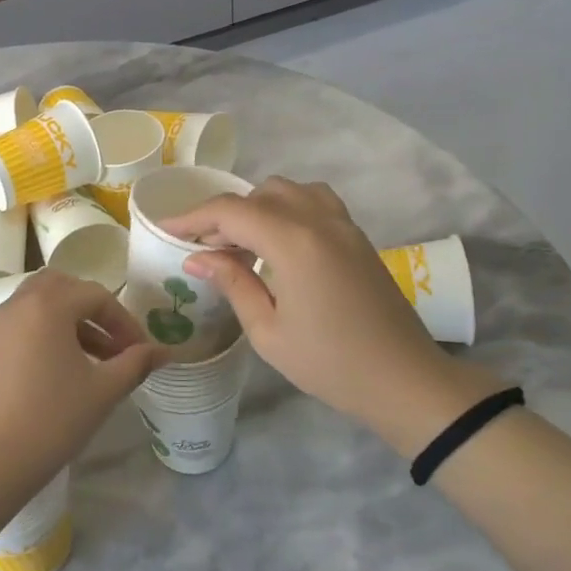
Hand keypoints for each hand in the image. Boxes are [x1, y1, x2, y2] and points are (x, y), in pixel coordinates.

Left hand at [0, 272, 167, 500]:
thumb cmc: (52, 419)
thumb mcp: (103, 390)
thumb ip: (135, 363)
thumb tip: (164, 351)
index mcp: (49, 304)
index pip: (97, 295)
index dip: (125, 321)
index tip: (141, 351)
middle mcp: (20, 303)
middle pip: (64, 287)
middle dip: (94, 309)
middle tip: (115, 342)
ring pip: (41, 302)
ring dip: (71, 318)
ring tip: (95, 357)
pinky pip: (24, 320)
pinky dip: (48, 329)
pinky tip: (64, 367)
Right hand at [160, 178, 505, 454]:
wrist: (404, 380)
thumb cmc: (330, 364)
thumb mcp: (268, 332)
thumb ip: (232, 283)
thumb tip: (196, 257)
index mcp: (293, 243)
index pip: (231, 211)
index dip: (193, 217)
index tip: (166, 231)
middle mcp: (318, 220)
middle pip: (258, 194)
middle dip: (224, 214)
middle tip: (204, 248)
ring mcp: (343, 224)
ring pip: (288, 190)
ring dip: (257, 206)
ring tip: (241, 242)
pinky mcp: (357, 235)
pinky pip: (314, 200)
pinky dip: (287, 207)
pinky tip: (278, 240)